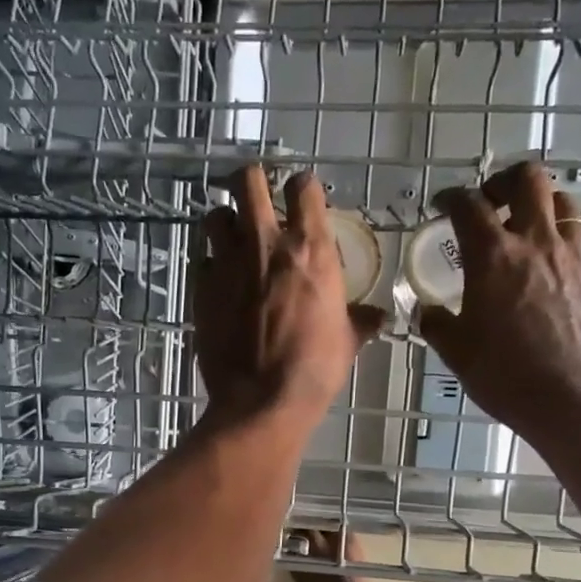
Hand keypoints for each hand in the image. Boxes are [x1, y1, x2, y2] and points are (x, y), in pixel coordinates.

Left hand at [193, 167, 382, 420]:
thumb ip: (359, 320)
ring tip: (233, 240)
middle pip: (247, 179)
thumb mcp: (347, 342)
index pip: (303, 186)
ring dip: (224, 222)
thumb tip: (378, 317)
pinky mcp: (202, 289)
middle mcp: (266, 243)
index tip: (301, 198)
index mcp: (310, 248)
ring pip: (215, 215)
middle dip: (251, 181)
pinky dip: (211, 266)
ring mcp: (228, 264)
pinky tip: (221, 284)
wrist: (262, 402)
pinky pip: (202, 261)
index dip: (302, 188)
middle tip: (256, 198)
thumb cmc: (314, 370)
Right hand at [419, 162, 580, 435]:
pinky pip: (577, 241)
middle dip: (504, 181)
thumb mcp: (456, 352)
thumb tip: (426, 311)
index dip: (451, 198)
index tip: (442, 205)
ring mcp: (573, 256)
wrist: (574, 398)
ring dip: (539, 205)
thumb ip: (436, 323)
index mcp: (494, 256)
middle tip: (490, 202)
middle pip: (528, 179)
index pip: (469, 205)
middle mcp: (536, 242)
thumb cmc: (506, 375)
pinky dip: (557, 242)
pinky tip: (546, 272)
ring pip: (561, 203)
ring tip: (525, 227)